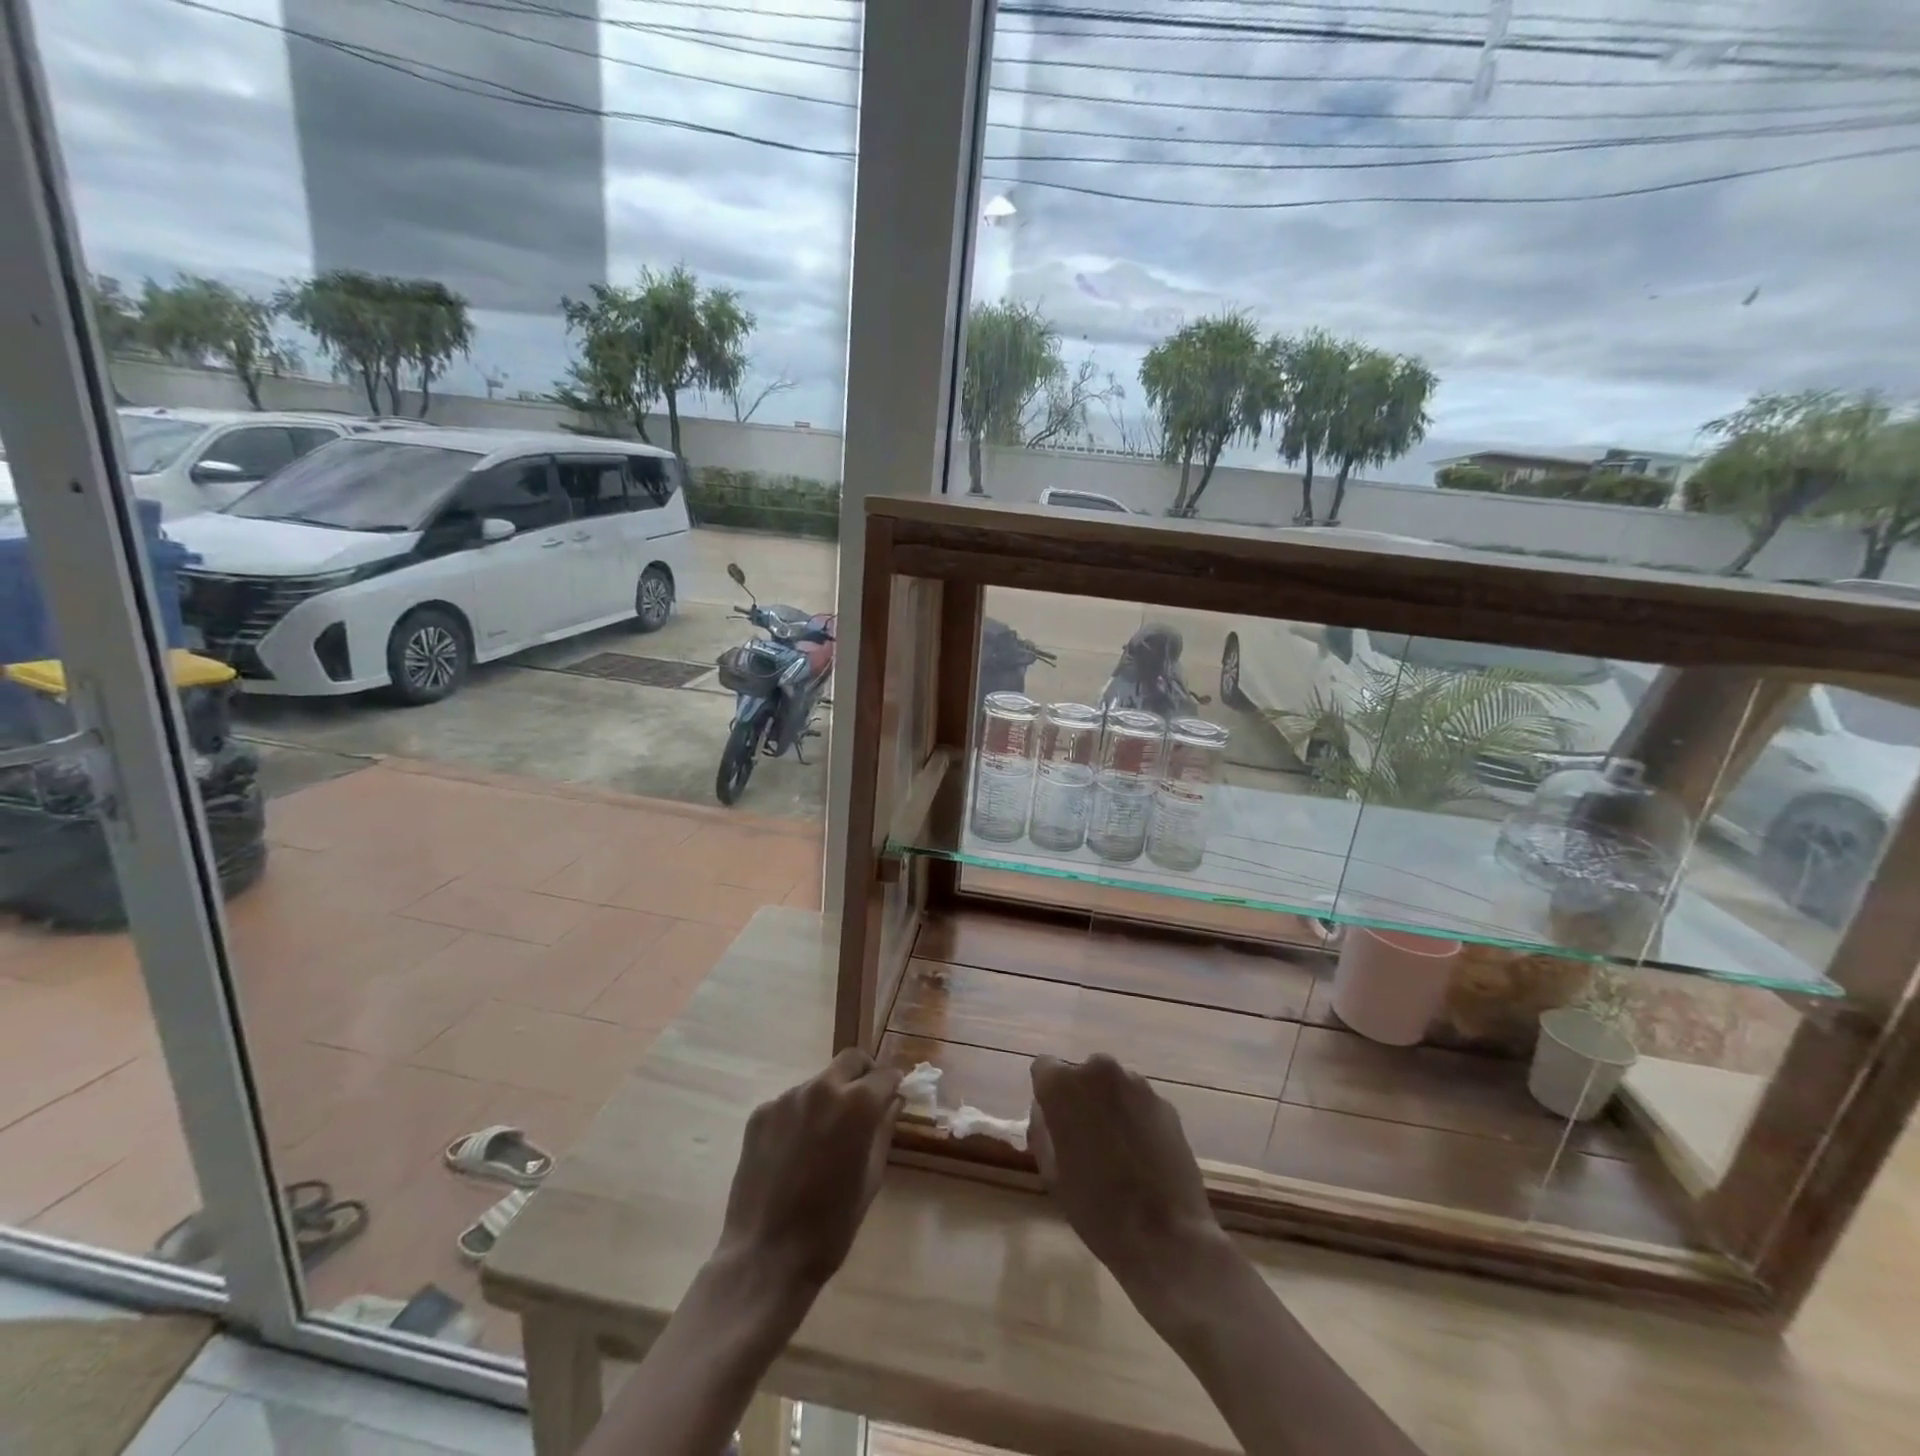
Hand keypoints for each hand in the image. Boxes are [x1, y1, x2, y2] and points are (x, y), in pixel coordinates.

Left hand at [716, 1048, 902, 1292]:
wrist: (766, 1256)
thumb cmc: (831, 1225)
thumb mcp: (871, 1178)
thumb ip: (883, 1130)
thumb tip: (893, 1101)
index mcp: (857, 1104)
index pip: (885, 1074)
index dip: (893, 1084)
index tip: (893, 1095)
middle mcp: (822, 1088)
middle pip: (850, 1060)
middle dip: (863, 1075)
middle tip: (863, 1105)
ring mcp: (787, 1098)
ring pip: (818, 1082)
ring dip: (829, 1097)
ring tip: (823, 1138)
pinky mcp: (760, 1113)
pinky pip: (790, 1103)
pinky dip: (800, 1116)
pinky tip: (794, 1152)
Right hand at [1028, 1053, 1226, 1292]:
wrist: (1166, 1236)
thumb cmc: (1096, 1208)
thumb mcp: (1050, 1172)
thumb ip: (1041, 1128)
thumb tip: (1046, 1110)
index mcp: (1063, 1085)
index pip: (1043, 1069)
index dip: (1046, 1095)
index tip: (1054, 1123)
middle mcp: (1099, 1070)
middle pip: (1081, 1075)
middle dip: (1080, 1098)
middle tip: (1085, 1140)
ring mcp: (1137, 1084)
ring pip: (1112, 1087)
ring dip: (1109, 1106)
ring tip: (1117, 1151)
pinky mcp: (1166, 1103)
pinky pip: (1139, 1103)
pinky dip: (1136, 1119)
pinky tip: (1142, 1157)